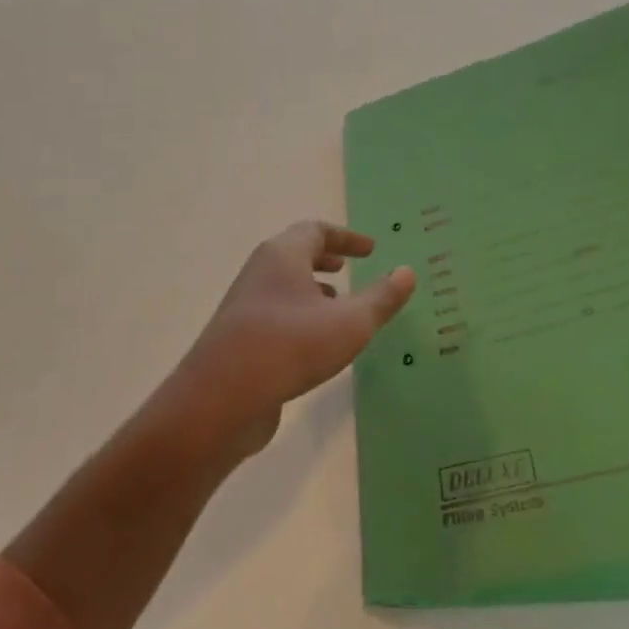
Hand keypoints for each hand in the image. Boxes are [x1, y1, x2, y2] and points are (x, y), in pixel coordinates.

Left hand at [157, 222, 415, 459]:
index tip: (371, 249)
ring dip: (312, 289)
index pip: (316, 230)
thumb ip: (381, 298)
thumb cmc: (291, 346)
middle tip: (349, 267)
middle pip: (295, 253)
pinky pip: (275, 312)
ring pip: (283, 285)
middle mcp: (260, 271)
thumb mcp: (350, 323)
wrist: (220, 398)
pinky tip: (315, 342)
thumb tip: (407, 271)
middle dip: (325, 258)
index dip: (347, 237)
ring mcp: (245, 305)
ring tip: (338, 306)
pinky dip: (299, 314)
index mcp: (283, 255)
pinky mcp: (238, 337)